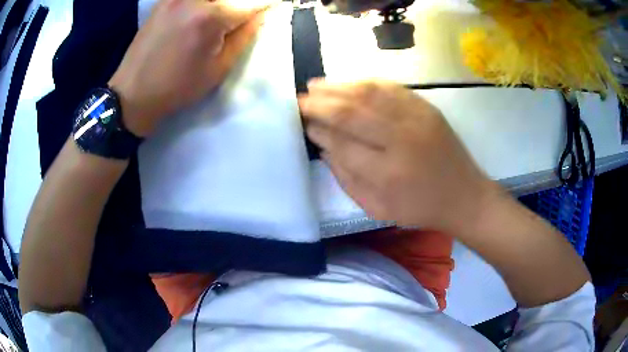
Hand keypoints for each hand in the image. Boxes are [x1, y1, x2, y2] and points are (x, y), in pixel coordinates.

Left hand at [109, 0, 272, 136]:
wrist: (132, 93)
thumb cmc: (177, 87)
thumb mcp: (218, 69)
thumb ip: (245, 36)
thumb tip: (262, 15)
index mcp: (211, 18)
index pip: (253, 2)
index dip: (269, 4)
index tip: (277, 7)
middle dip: (245, 3)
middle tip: (247, 14)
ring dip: (225, 4)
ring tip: (225, 15)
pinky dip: (204, 4)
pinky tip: (205, 11)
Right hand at [299, 80, 497, 231]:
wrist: (465, 196)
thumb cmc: (420, 208)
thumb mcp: (377, 208)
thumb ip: (346, 178)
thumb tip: (323, 145)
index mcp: (388, 174)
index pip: (342, 143)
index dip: (319, 130)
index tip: (304, 124)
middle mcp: (401, 140)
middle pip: (351, 112)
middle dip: (319, 103)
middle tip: (299, 99)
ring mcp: (417, 118)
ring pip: (368, 93)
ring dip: (337, 87)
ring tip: (315, 85)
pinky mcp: (426, 107)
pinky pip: (390, 87)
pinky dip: (364, 82)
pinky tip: (348, 83)